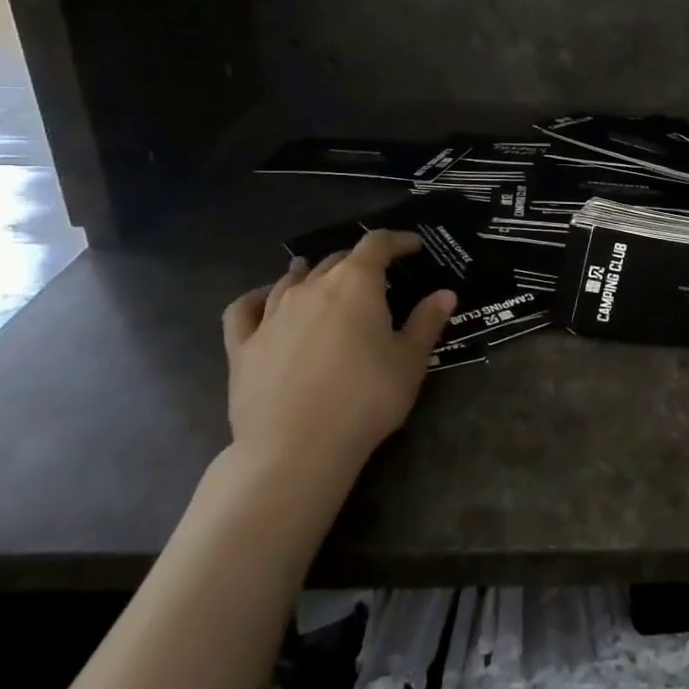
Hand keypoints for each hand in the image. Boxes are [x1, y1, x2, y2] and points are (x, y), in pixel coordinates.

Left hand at [220, 231, 454, 474]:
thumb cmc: (365, 399)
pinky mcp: (243, 345)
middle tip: (376, 277)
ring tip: (318, 274)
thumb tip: (445, 294)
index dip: (397, 240)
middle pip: (336, 260)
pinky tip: (263, 300)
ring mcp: (272, 314)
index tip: (413, 246)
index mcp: (355, 283)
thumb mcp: (410, 362)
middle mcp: (311, 287)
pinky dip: (257, 298)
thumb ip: (426, 322)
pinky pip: (245, 309)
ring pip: (292, 280)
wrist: (296, 448)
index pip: (377, 244)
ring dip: (311, 273)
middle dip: (358, 262)